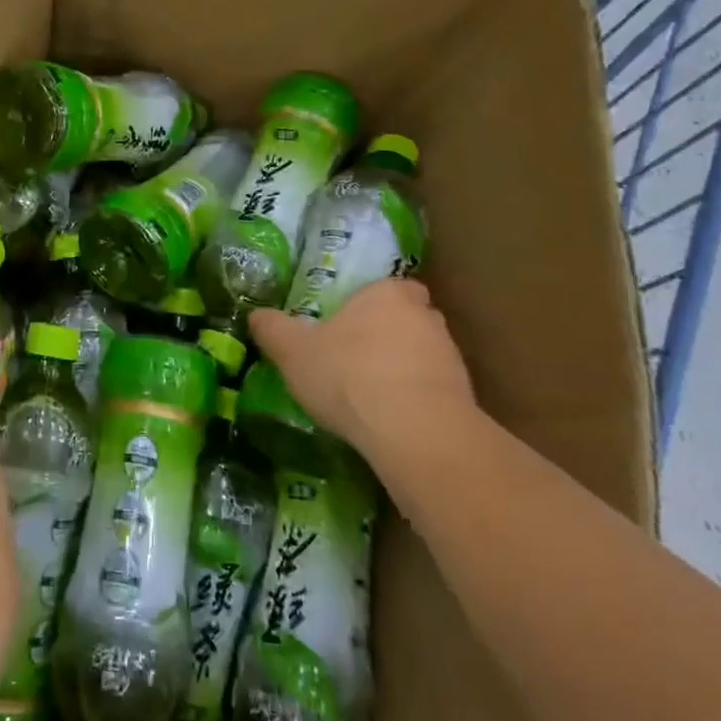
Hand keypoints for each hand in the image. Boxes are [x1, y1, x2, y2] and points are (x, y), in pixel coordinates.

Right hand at [248, 277, 477, 459]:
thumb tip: (255, 315)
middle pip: (405, 318)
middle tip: (354, 358)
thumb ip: (272, 329)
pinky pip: (433, 389)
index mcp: (387, 293)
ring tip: (369, 396)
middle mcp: (425, 315)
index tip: (346, 326)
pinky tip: (391, 421)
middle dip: (384, 335)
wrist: (416, 433)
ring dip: (401, 369)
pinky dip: (415, 399)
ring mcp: (450, 356)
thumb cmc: (350, 376)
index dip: (367, 305)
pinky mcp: (465, 396)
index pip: (384, 287)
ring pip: (421, 354)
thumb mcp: (294, 352)